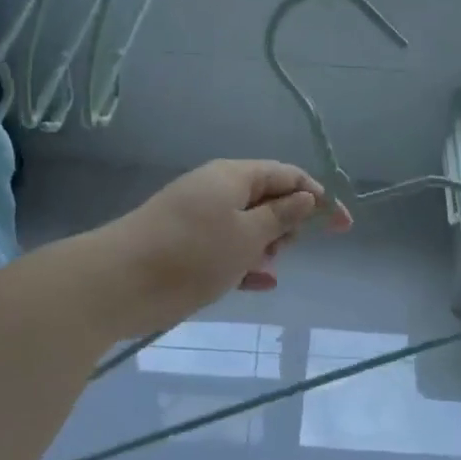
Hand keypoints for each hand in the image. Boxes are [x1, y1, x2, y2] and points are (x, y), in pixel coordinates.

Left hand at [91, 160, 351, 338]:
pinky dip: (245, 263)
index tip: (343, 227)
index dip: (319, 197)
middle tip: (284, 249)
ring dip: (265, 245)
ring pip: (247, 226)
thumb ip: (281, 216)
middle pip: (267, 198)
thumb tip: (306, 196)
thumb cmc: (192, 254)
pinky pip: (226, 249)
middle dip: (287, 223)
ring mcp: (198, 218)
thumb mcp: (247, 235)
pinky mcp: (185, 246)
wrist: (117, 283)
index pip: (288, 175)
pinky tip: (262, 284)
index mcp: (234, 176)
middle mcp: (216, 190)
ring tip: (266, 267)